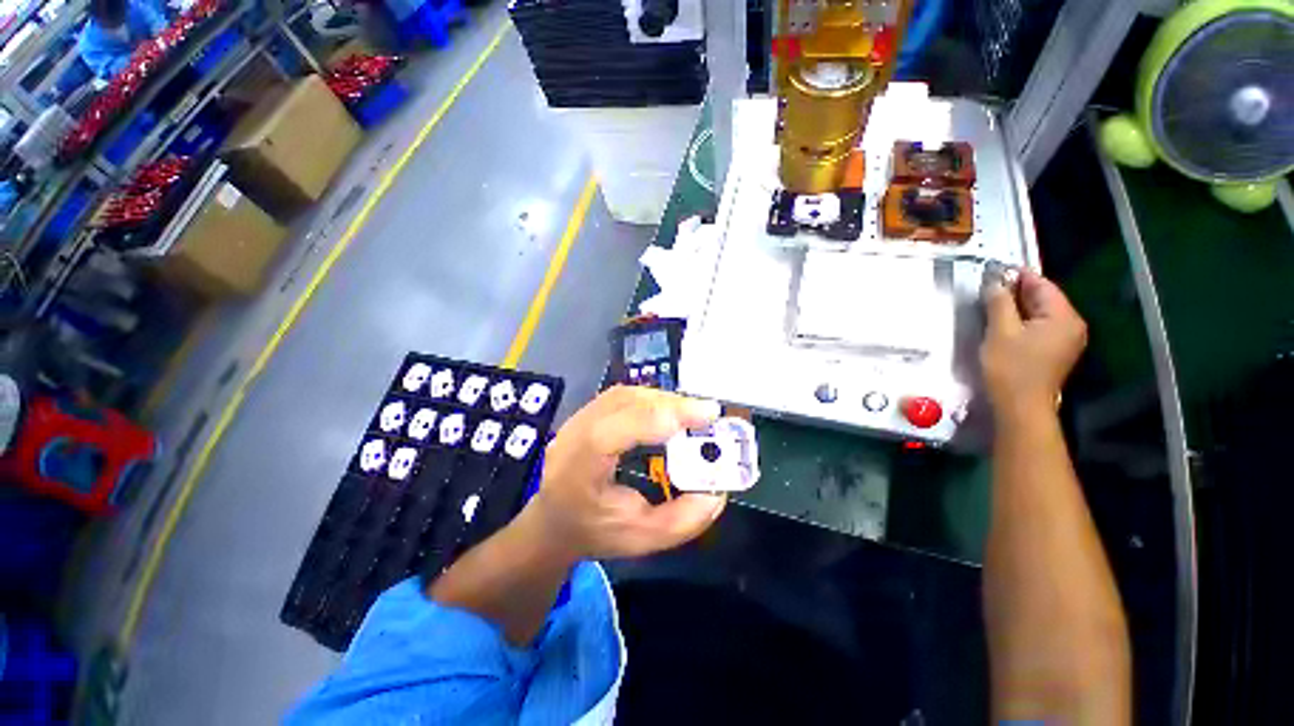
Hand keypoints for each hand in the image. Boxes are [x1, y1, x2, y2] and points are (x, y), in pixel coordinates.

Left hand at [525, 386, 726, 560]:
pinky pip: (623, 396)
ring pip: (627, 393)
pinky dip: (650, 398)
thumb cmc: (593, 531)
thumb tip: (717, 491)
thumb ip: (683, 519)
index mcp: (584, 460)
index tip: (708, 414)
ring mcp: (579, 416)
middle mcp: (578, 428)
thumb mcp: (642, 538)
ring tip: (692, 413)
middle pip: (629, 401)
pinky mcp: (587, 412)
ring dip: (663, 399)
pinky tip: (667, 411)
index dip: (667, 414)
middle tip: (708, 414)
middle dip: (673, 403)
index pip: (625, 424)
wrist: (553, 522)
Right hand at [981, 270, 1087, 420]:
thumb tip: (995, 282)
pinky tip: (1005, 326)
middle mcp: (1072, 324)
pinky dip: (1023, 321)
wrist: (1020, 407)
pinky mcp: (1057, 351)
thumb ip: (999, 303)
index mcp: (1063, 317)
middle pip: (1044, 298)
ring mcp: (1067, 339)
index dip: (1017, 276)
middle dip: (1017, 292)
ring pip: (1041, 313)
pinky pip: (1041, 326)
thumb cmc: (1010, 369)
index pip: (1042, 285)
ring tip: (992, 307)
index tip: (993, 272)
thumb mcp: (1000, 332)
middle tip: (988, 290)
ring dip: (1018, 307)